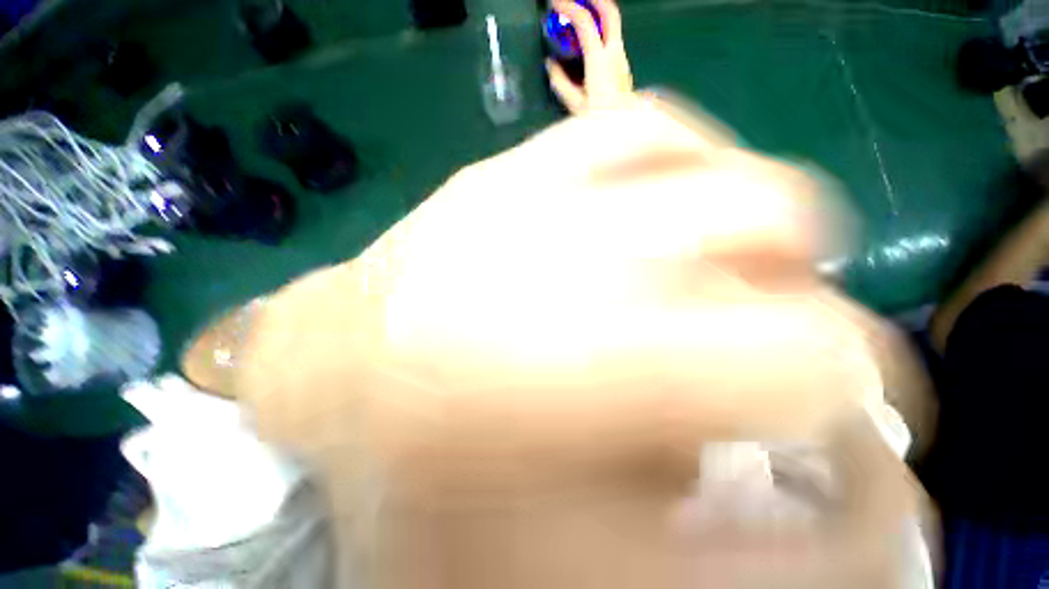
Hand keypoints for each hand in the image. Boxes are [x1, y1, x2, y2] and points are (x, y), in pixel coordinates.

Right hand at [547, 0, 633, 112]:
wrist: (623, 128)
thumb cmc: (599, 120)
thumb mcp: (575, 105)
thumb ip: (560, 82)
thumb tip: (550, 64)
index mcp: (599, 60)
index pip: (584, 22)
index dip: (568, 7)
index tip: (555, 2)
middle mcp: (615, 53)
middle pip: (609, 11)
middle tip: (575, 0)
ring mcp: (622, 57)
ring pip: (613, 24)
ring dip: (597, 14)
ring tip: (579, 19)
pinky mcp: (624, 65)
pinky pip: (613, 39)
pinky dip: (601, 31)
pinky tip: (590, 41)